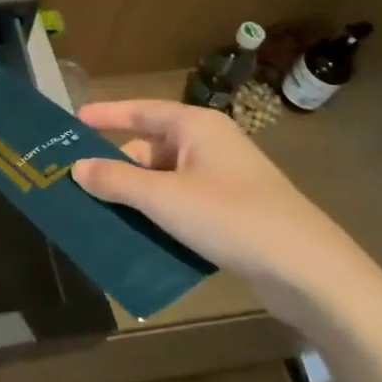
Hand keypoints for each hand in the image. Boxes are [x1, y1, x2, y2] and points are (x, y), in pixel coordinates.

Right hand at [72, 99, 381, 331]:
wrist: (308, 269)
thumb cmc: (231, 217)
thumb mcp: (164, 198)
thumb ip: (116, 181)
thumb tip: (76, 168)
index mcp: (195, 127)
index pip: (140, 111)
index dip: (105, 115)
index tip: (72, 121)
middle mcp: (209, 145)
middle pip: (149, 148)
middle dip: (116, 167)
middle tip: (78, 186)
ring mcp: (223, 179)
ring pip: (164, 180)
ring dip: (135, 196)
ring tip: (99, 215)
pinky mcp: (232, 211)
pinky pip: (182, 204)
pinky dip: (159, 215)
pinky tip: (138, 237)